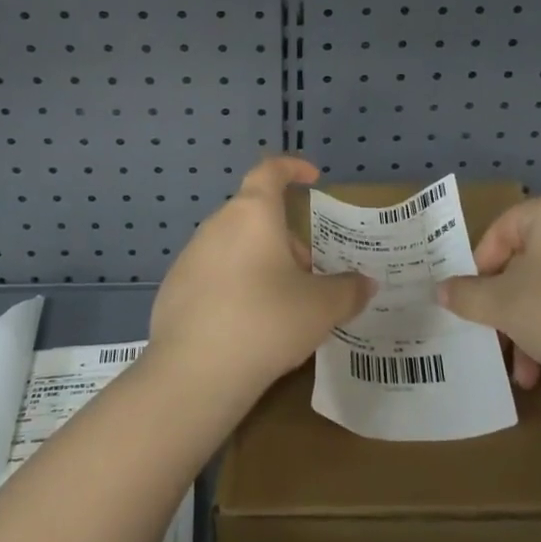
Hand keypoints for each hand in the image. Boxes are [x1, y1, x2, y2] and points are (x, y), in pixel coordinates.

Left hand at [149, 155, 375, 406]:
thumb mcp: (321, 307)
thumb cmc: (266, 321)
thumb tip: (366, 283)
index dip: (292, 167)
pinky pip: (213, 274)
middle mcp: (218, 224)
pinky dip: (235, 286)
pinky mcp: (174, 288)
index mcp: (253, 213)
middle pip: (256, 214)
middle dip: (286, 238)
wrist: (193, 374)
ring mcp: (191, 256)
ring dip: (261, 262)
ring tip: (282, 304)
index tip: (312, 178)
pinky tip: (247, 326)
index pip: (270, 170)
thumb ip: (348, 290)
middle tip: (309, 273)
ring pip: (235, 245)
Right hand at [437, 193, 540, 399]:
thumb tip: (441, 289)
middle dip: (508, 310)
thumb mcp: (502, 304)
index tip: (471, 303)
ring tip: (528, 376)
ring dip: (532, 331)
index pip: (501, 230)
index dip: (480, 268)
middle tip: (497, 343)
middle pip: (528, 265)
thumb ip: (467, 294)